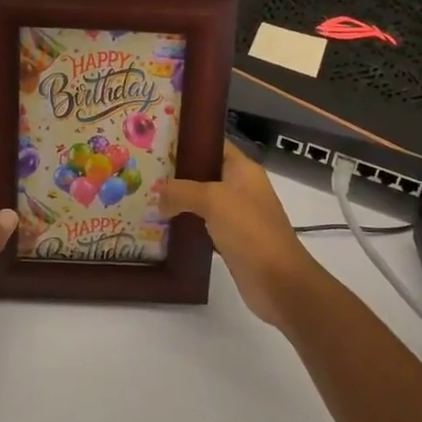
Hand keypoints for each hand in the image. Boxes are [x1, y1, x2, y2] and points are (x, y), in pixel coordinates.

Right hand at [161, 143, 321, 329]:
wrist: (279, 282)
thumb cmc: (250, 230)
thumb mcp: (214, 200)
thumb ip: (181, 191)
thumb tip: (159, 197)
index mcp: (243, 169)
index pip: (213, 144)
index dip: (188, 140)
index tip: (156, 139)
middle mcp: (240, 188)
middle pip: (203, 172)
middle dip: (176, 172)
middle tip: (143, 171)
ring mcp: (236, 215)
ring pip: (201, 200)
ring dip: (178, 201)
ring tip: (146, 197)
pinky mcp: (230, 240)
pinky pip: (202, 225)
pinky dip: (185, 225)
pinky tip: (161, 226)